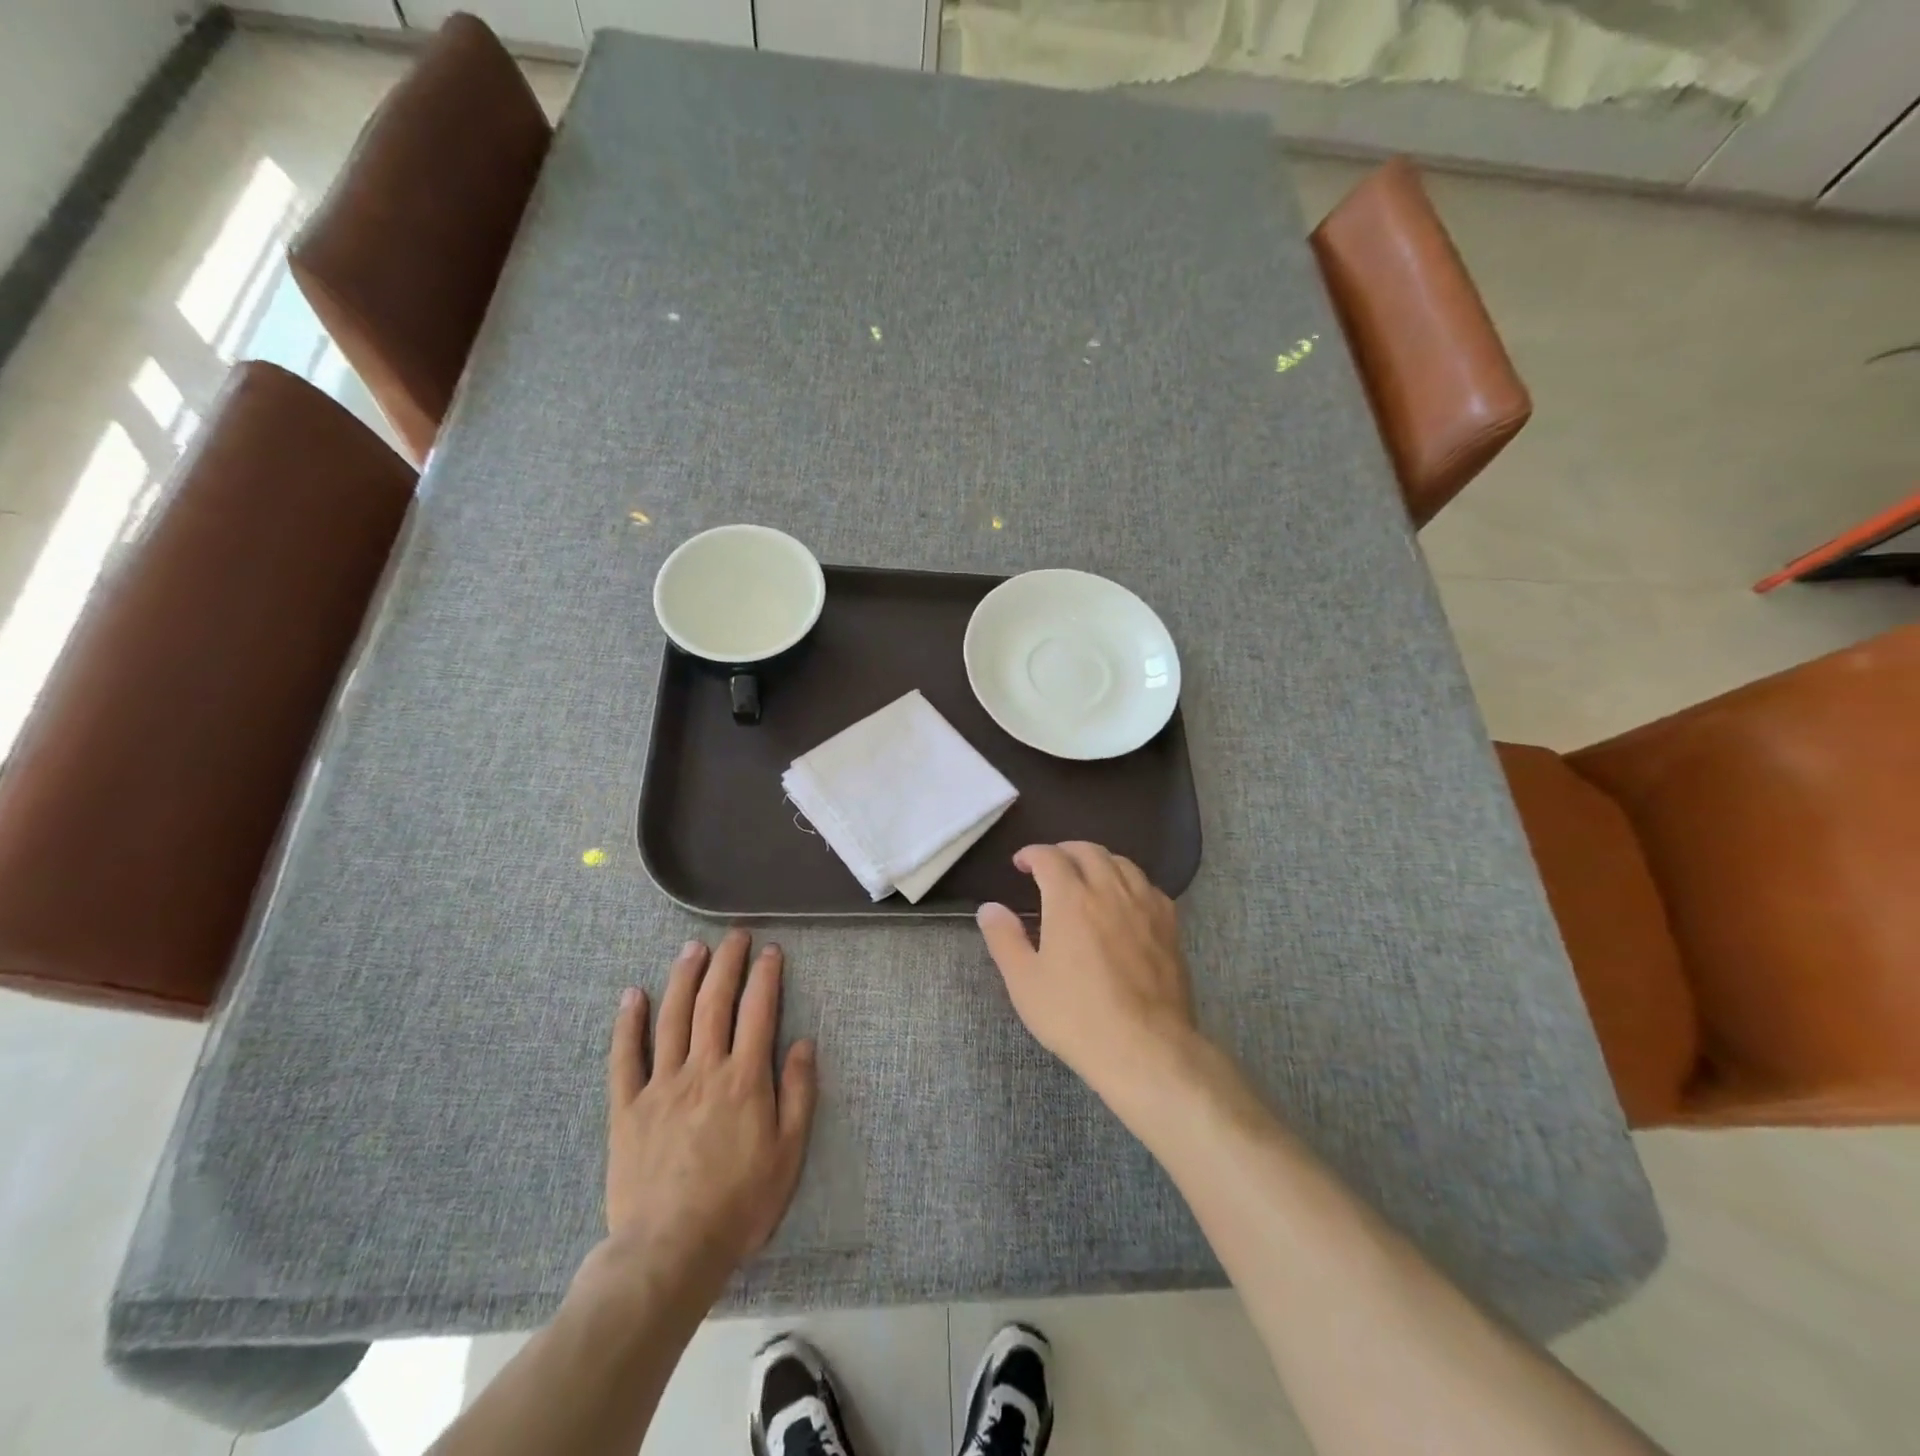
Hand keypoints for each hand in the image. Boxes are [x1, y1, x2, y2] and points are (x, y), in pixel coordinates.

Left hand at [603, 931, 816, 1294]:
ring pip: (672, 1018)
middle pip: (714, 1003)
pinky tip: (633, 995)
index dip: (766, 976)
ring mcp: (661, 1085)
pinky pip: (625, 1058)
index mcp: (744, 1079)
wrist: (669, 1252)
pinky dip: (628, 1023)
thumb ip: (799, 1093)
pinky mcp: (627, 1108)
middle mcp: (703, 1070)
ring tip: (692, 949)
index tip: (771, 950)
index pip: (758, 1011)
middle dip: (726, 963)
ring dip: (683, 978)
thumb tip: (804, 1042)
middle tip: (734, 936)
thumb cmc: (739, 1204)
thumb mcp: (788, 1153)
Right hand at [976, 842, 1198, 1100]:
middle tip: (1050, 865)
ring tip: (1087, 875)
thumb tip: (989, 908)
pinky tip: (1125, 899)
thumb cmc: (1076, 1016)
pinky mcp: (1169, 925)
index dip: (1032, 853)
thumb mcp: (1025, 982)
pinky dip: (1130, 881)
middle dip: (1064, 850)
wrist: (1145, 1047)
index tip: (1020, 863)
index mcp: (1071, 899)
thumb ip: (1004, 938)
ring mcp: (1144, 906)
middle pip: (1089, 851)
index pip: (1050, 857)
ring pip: (1122, 863)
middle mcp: (1109, 891)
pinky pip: (1149, 886)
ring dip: (1098, 860)